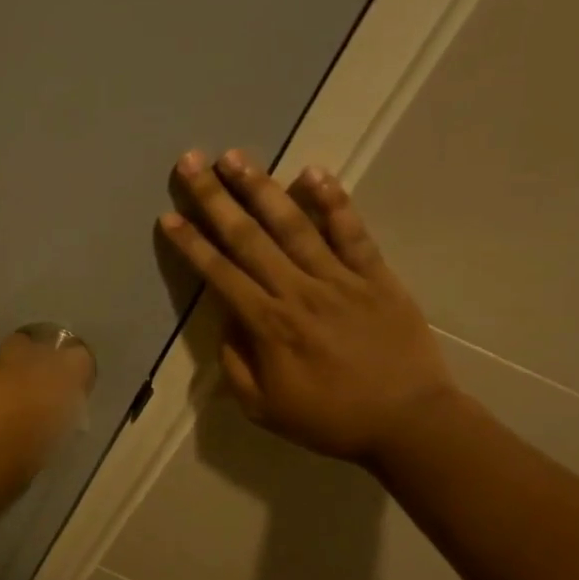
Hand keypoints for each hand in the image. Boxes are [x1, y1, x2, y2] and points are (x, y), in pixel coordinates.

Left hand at [0, 329, 96, 525]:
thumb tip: (53, 413)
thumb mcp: (32, 463)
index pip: (75, 358)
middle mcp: (11, 367)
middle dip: (29, 365)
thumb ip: (47, 426)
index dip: (73, 371)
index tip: (67, 389)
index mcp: (42, 392)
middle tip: (22, 396)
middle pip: (31, 347)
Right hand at [158, 148, 459, 467]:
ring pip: (293, 225)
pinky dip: (333, 201)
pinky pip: (352, 232)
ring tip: (235, 156)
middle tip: (190, 162)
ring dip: (261, 188)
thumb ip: (236, 364)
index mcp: (268, 325)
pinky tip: (312, 172)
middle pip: (248, 238)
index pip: (219, 274)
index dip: (191, 244)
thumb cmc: (331, 420)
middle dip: (214, 198)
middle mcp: (298, 291)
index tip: (169, 216)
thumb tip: (227, 323)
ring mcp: (340, 279)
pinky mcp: (376, 276)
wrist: (409, 422)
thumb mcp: (264, 409)